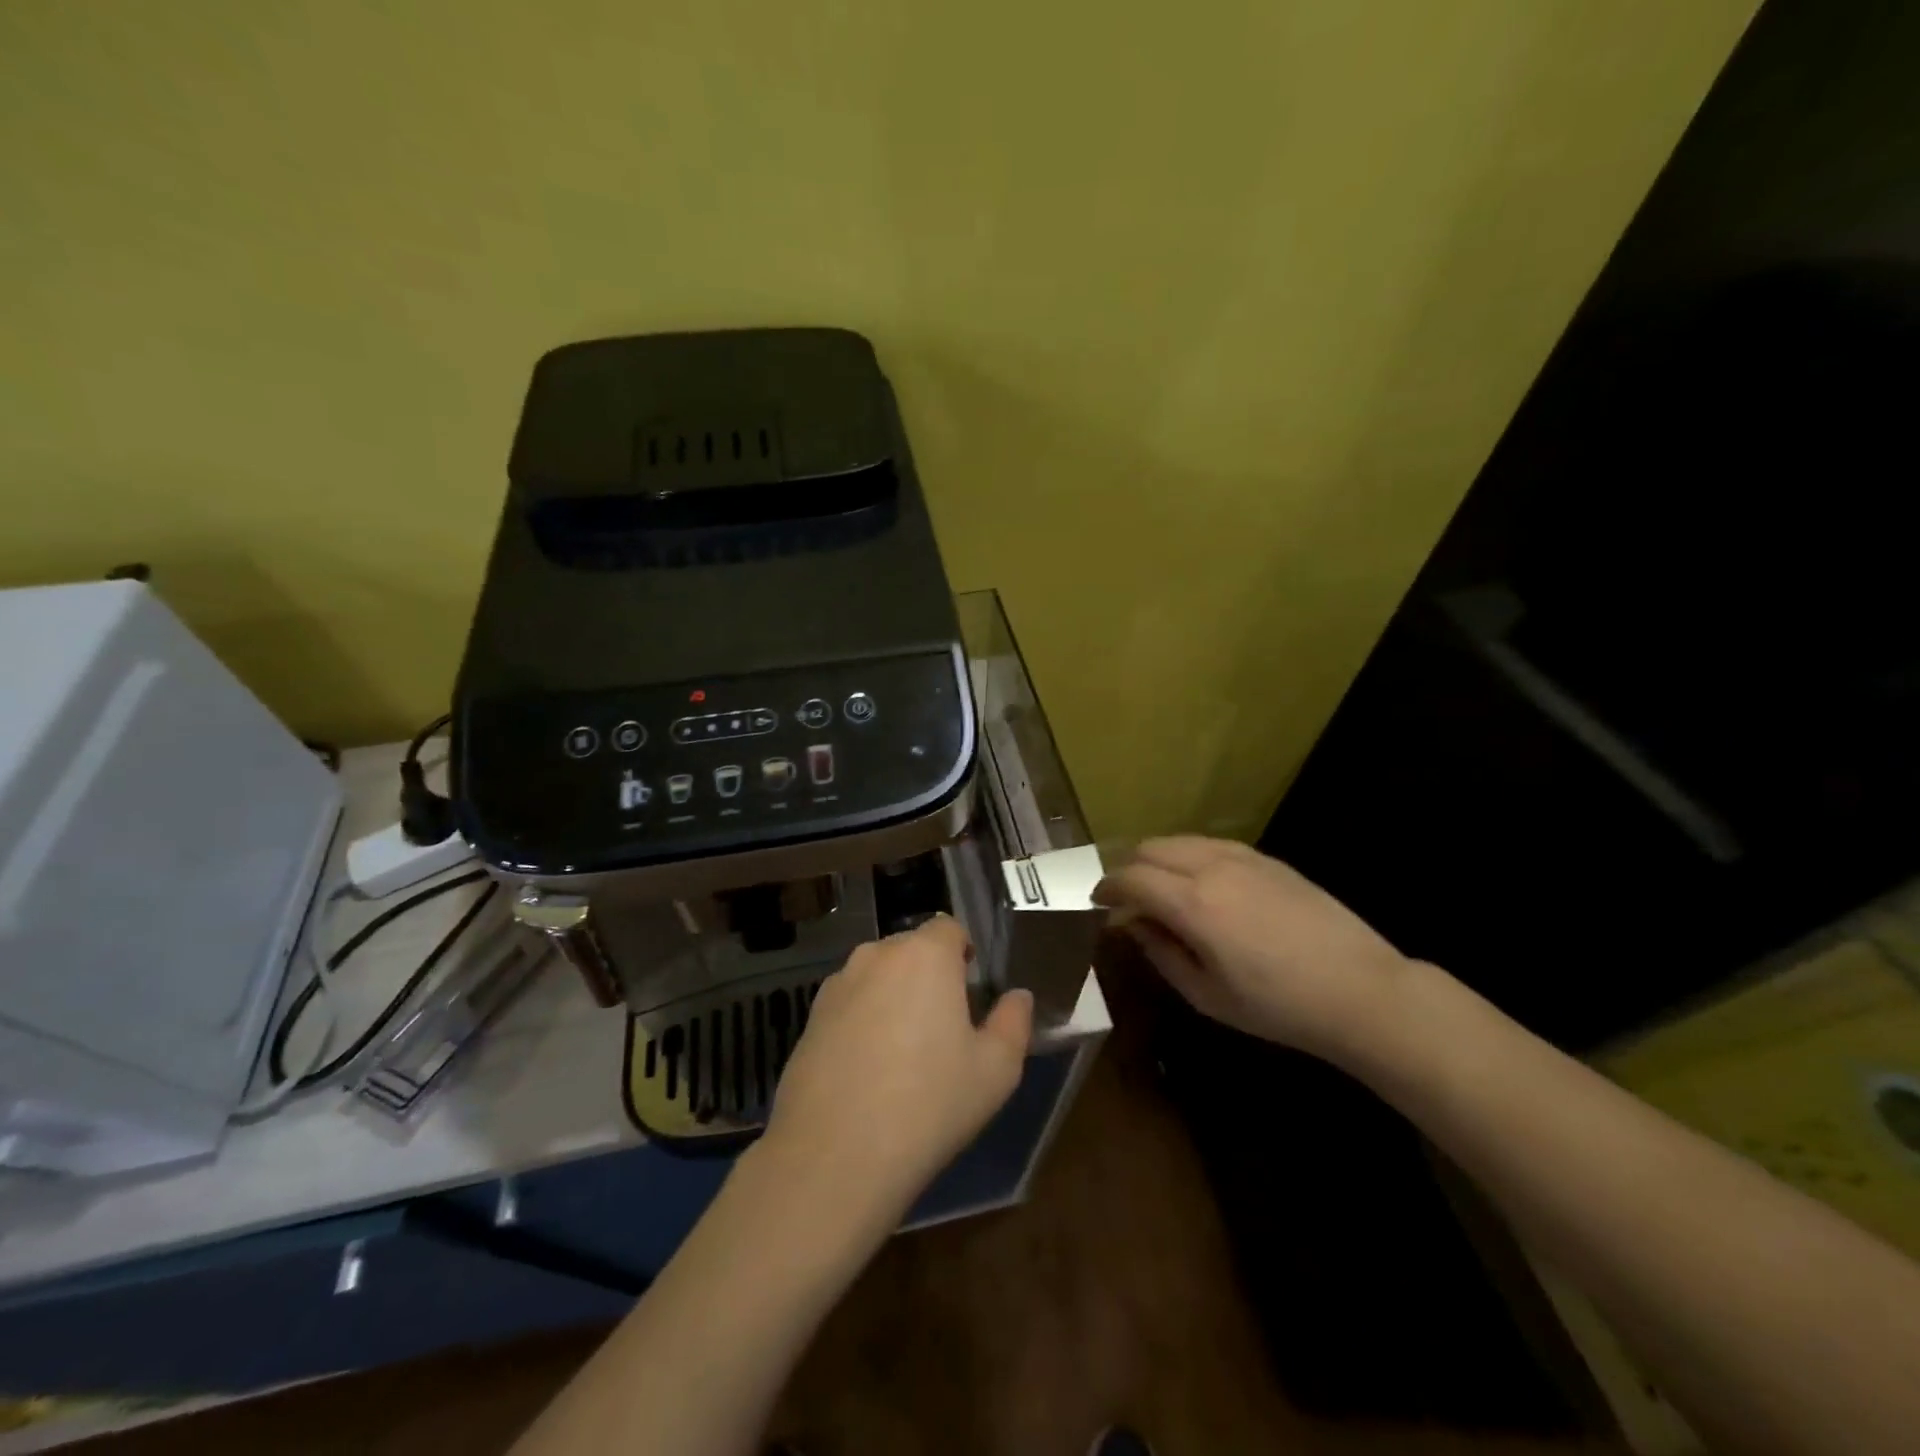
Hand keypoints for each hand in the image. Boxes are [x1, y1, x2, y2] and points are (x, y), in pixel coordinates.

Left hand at [761, 915, 1033, 1223]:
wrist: (835, 1154)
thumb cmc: (929, 1104)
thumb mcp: (996, 1071)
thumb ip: (1014, 1023)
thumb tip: (1018, 997)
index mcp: (925, 955)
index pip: (949, 927)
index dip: (963, 953)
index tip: (970, 991)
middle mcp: (877, 955)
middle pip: (911, 949)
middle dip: (929, 974)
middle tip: (943, 1026)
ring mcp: (837, 984)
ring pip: (877, 976)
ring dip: (893, 996)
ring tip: (903, 1052)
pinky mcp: (809, 1017)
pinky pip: (849, 1004)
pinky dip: (861, 1021)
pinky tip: (867, 1070)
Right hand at [1093, 836, 1413, 1062]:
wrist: (1360, 990)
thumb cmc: (1277, 1006)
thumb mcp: (1207, 994)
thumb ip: (1161, 953)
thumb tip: (1133, 925)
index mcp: (1192, 904)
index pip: (1131, 878)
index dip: (1107, 888)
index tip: (1098, 903)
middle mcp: (1211, 868)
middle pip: (1150, 848)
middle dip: (1128, 868)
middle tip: (1126, 898)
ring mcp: (1242, 857)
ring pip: (1180, 840)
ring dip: (1158, 859)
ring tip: (1160, 889)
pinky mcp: (1267, 858)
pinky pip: (1211, 844)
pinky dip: (1189, 856)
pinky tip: (1199, 884)